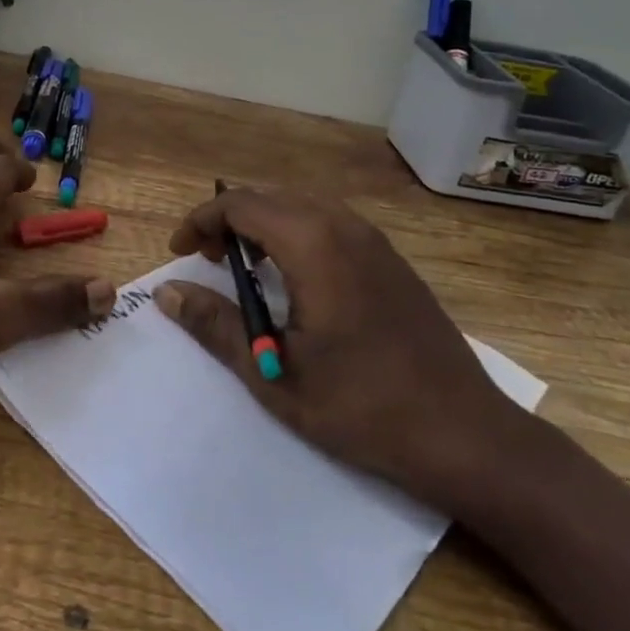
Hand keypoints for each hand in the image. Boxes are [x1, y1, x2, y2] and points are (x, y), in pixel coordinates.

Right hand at [154, 186, 531, 511]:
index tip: (181, 252)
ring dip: (265, 226)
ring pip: (304, 207)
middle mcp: (345, 227)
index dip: (202, 221)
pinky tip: (296, 282)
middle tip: (209, 261)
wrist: (462, 433)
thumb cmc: (359, 404)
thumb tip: (167, 291)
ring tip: (246, 269)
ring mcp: (376, 242)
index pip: (241, 205)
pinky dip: (297, 236)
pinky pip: (331, 225)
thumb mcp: (272, 370)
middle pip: (272, 197)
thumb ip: (215, 324)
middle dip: (231, 220)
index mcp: (313, 244)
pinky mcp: (393, 262)